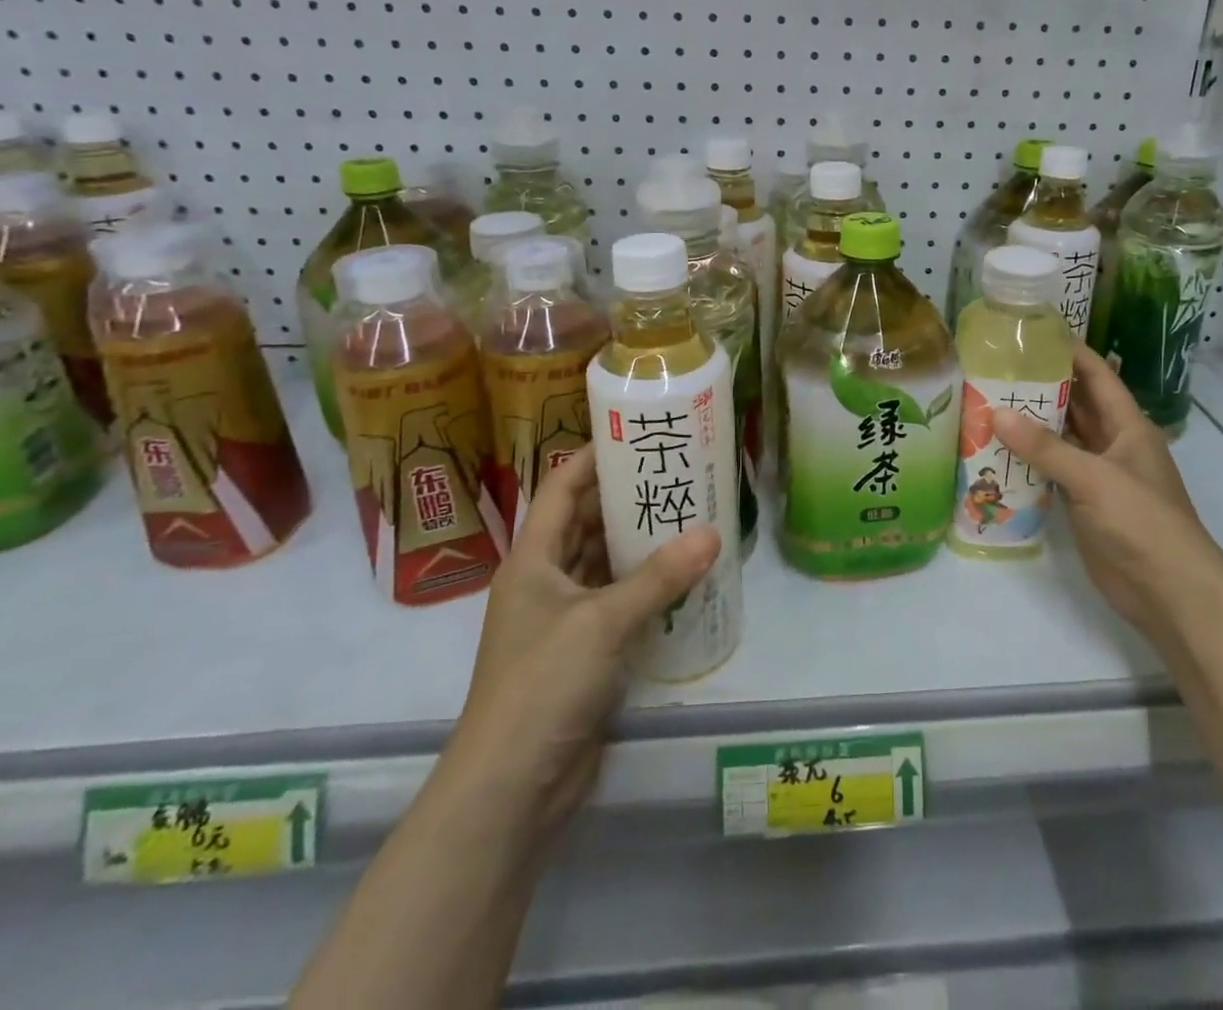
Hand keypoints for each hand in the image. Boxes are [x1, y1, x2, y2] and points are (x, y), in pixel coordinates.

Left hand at [443, 444, 720, 846]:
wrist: (510, 790)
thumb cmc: (542, 686)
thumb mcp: (601, 622)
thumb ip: (658, 577)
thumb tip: (712, 534)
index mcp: (532, 560)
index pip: (560, 489)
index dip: (592, 457)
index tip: (633, 433)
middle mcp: (544, 581)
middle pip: (585, 523)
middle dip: (626, 498)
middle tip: (677, 472)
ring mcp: (563, 620)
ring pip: (604, 564)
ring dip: (639, 543)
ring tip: (688, 514)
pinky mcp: (583, 653)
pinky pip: (618, 603)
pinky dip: (645, 587)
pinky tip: (683, 576)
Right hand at [992, 346, 1206, 631]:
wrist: (1169, 592)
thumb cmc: (1141, 521)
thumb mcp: (1093, 478)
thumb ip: (1045, 447)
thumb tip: (996, 413)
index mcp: (1127, 426)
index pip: (1098, 376)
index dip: (1071, 352)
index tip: (1034, 333)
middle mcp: (1113, 444)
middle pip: (1076, 405)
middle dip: (1042, 386)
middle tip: (996, 367)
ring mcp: (1098, 475)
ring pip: (1062, 439)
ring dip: (1032, 424)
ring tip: (988, 400)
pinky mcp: (1084, 504)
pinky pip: (1053, 471)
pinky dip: (1030, 460)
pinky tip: (997, 450)